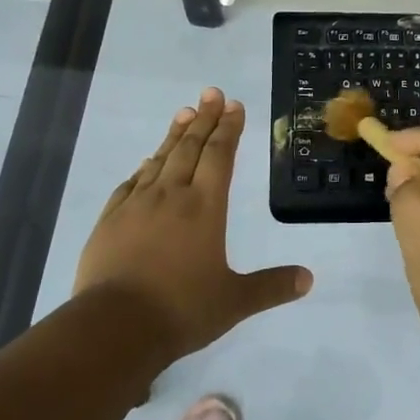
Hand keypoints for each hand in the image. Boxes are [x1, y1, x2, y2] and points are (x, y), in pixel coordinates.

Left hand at [75, 88, 311, 363]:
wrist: (114, 327)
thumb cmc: (181, 310)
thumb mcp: (234, 301)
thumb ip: (271, 287)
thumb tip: (309, 279)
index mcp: (205, 207)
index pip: (220, 156)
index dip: (229, 128)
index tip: (233, 105)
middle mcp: (171, 195)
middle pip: (190, 147)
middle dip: (204, 118)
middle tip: (211, 93)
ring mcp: (136, 205)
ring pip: (159, 159)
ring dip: (174, 135)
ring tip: (184, 113)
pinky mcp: (110, 220)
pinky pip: (130, 183)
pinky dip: (143, 167)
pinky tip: (145, 163)